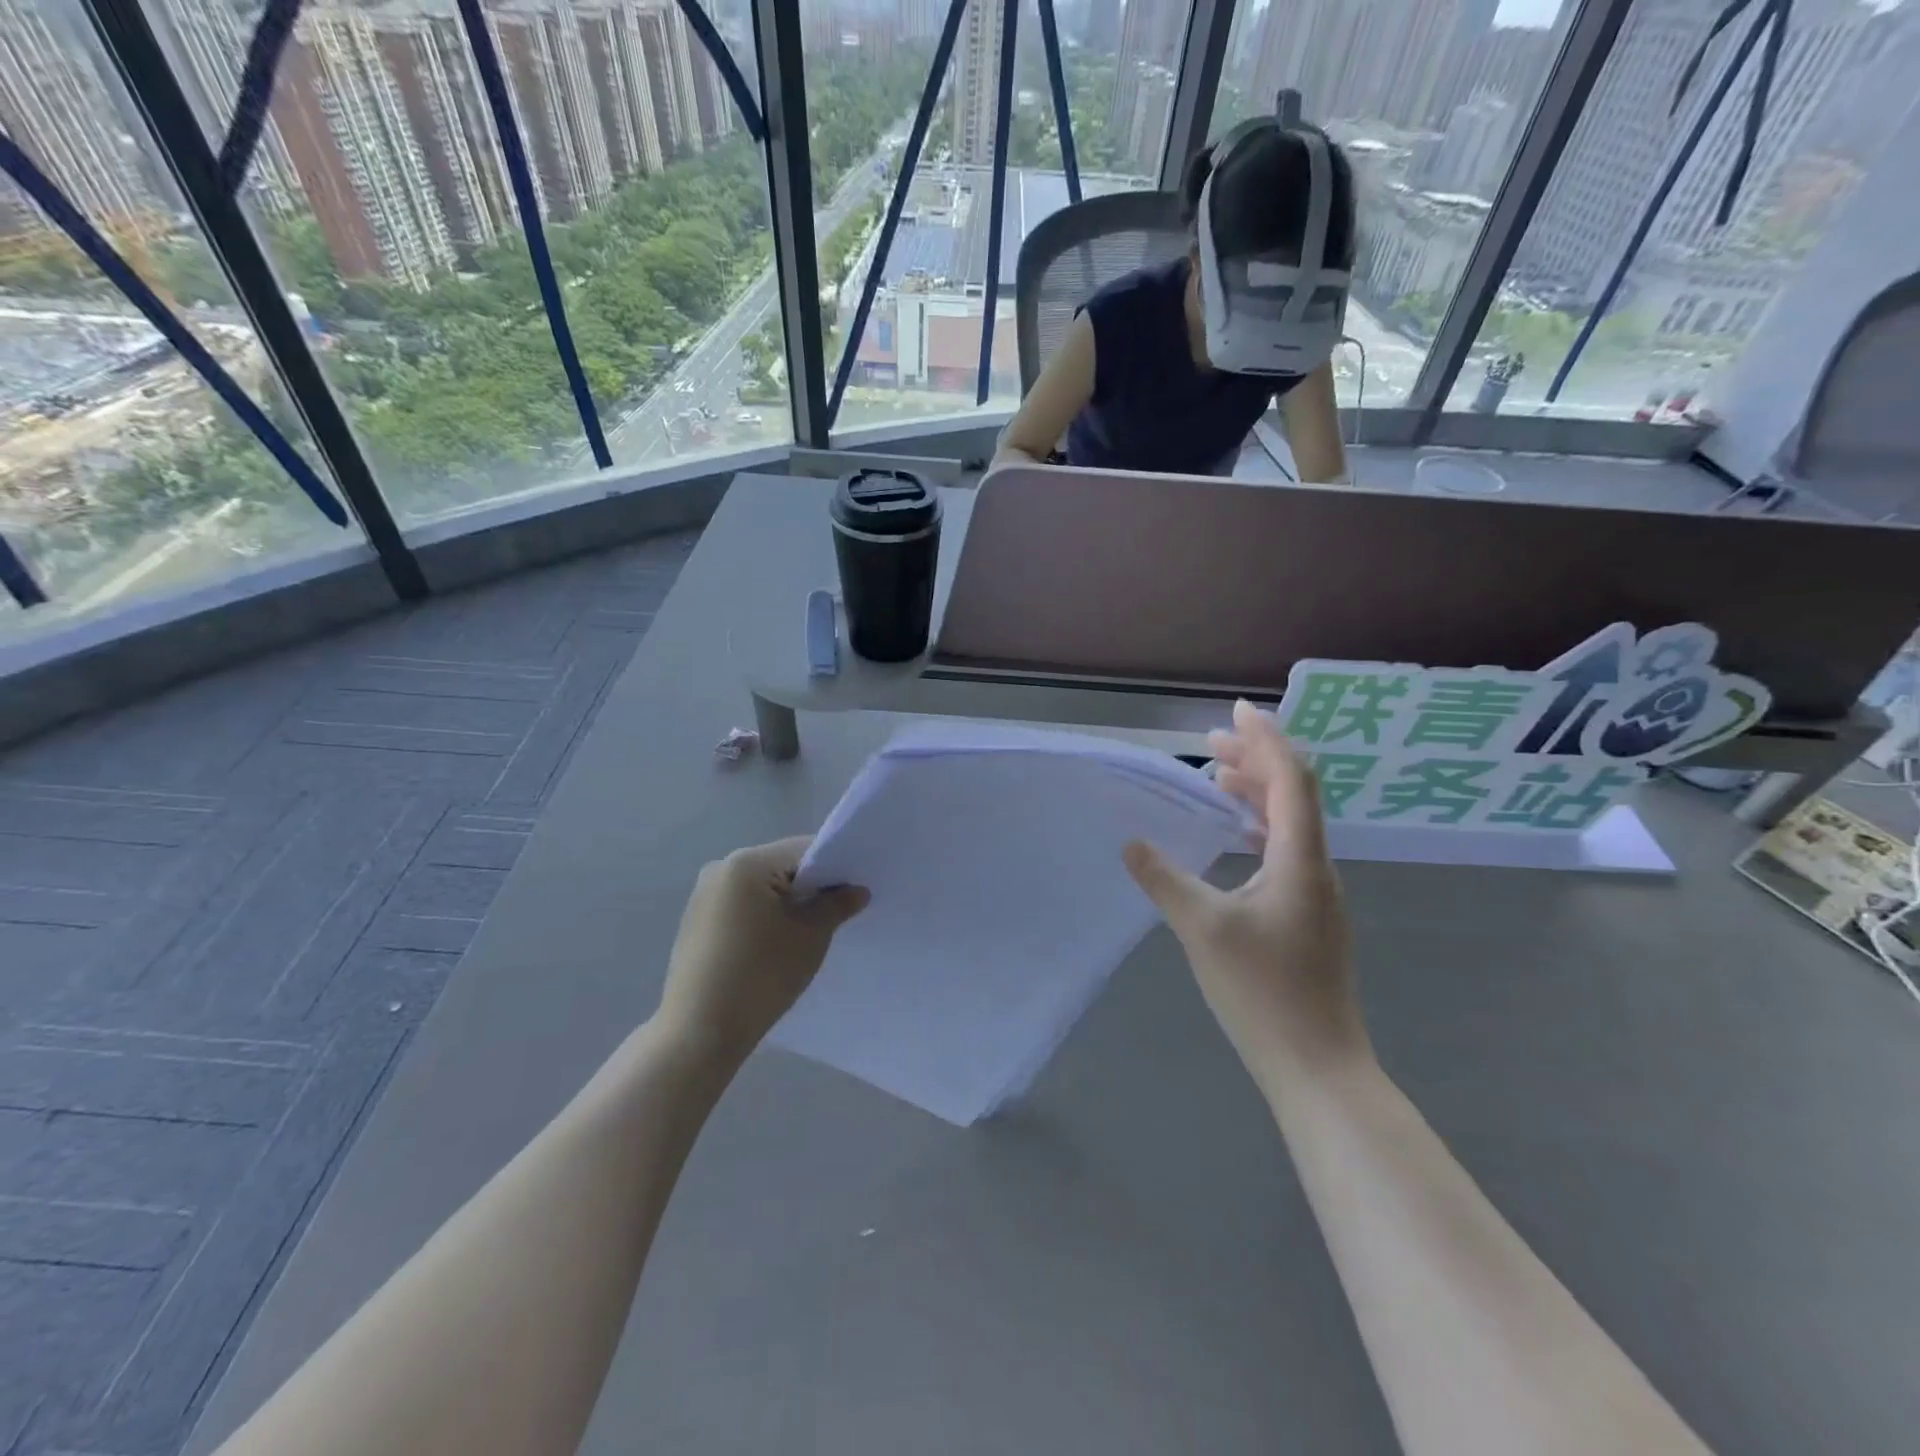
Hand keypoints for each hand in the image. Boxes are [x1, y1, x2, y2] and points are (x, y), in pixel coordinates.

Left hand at [655, 837, 867, 1069]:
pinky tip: (775, 945)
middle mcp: (721, 868)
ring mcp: (704, 894)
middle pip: (782, 866)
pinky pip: (742, 905)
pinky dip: (764, 916)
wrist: (700, 1031)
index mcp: (747, 862)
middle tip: (838, 913)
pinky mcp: (697, 920)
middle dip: (811, 886)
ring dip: (787, 902)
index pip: (804, 850)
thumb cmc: (761, 975)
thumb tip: (857, 890)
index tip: (855, 891)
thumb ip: (837, 905)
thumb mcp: (811, 936)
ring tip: (807, 933)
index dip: (835, 867)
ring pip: (762, 887)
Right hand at [1123, 700, 1369, 1091]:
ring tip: (1218, 778)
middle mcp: (1317, 866)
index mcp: (1300, 859)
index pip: (1291, 779)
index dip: (1266, 739)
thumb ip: (1165, 879)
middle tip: (1211, 743)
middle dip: (1257, 759)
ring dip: (1258, 792)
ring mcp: (1318, 893)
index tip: (1235, 711)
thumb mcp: (1202, 929)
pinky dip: (1259, 826)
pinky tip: (1235, 838)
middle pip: (1295, 794)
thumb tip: (1131, 843)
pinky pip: (1288, 849)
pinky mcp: (1311, 915)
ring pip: (1292, 823)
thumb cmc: (1263, 992)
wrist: (1317, 1066)